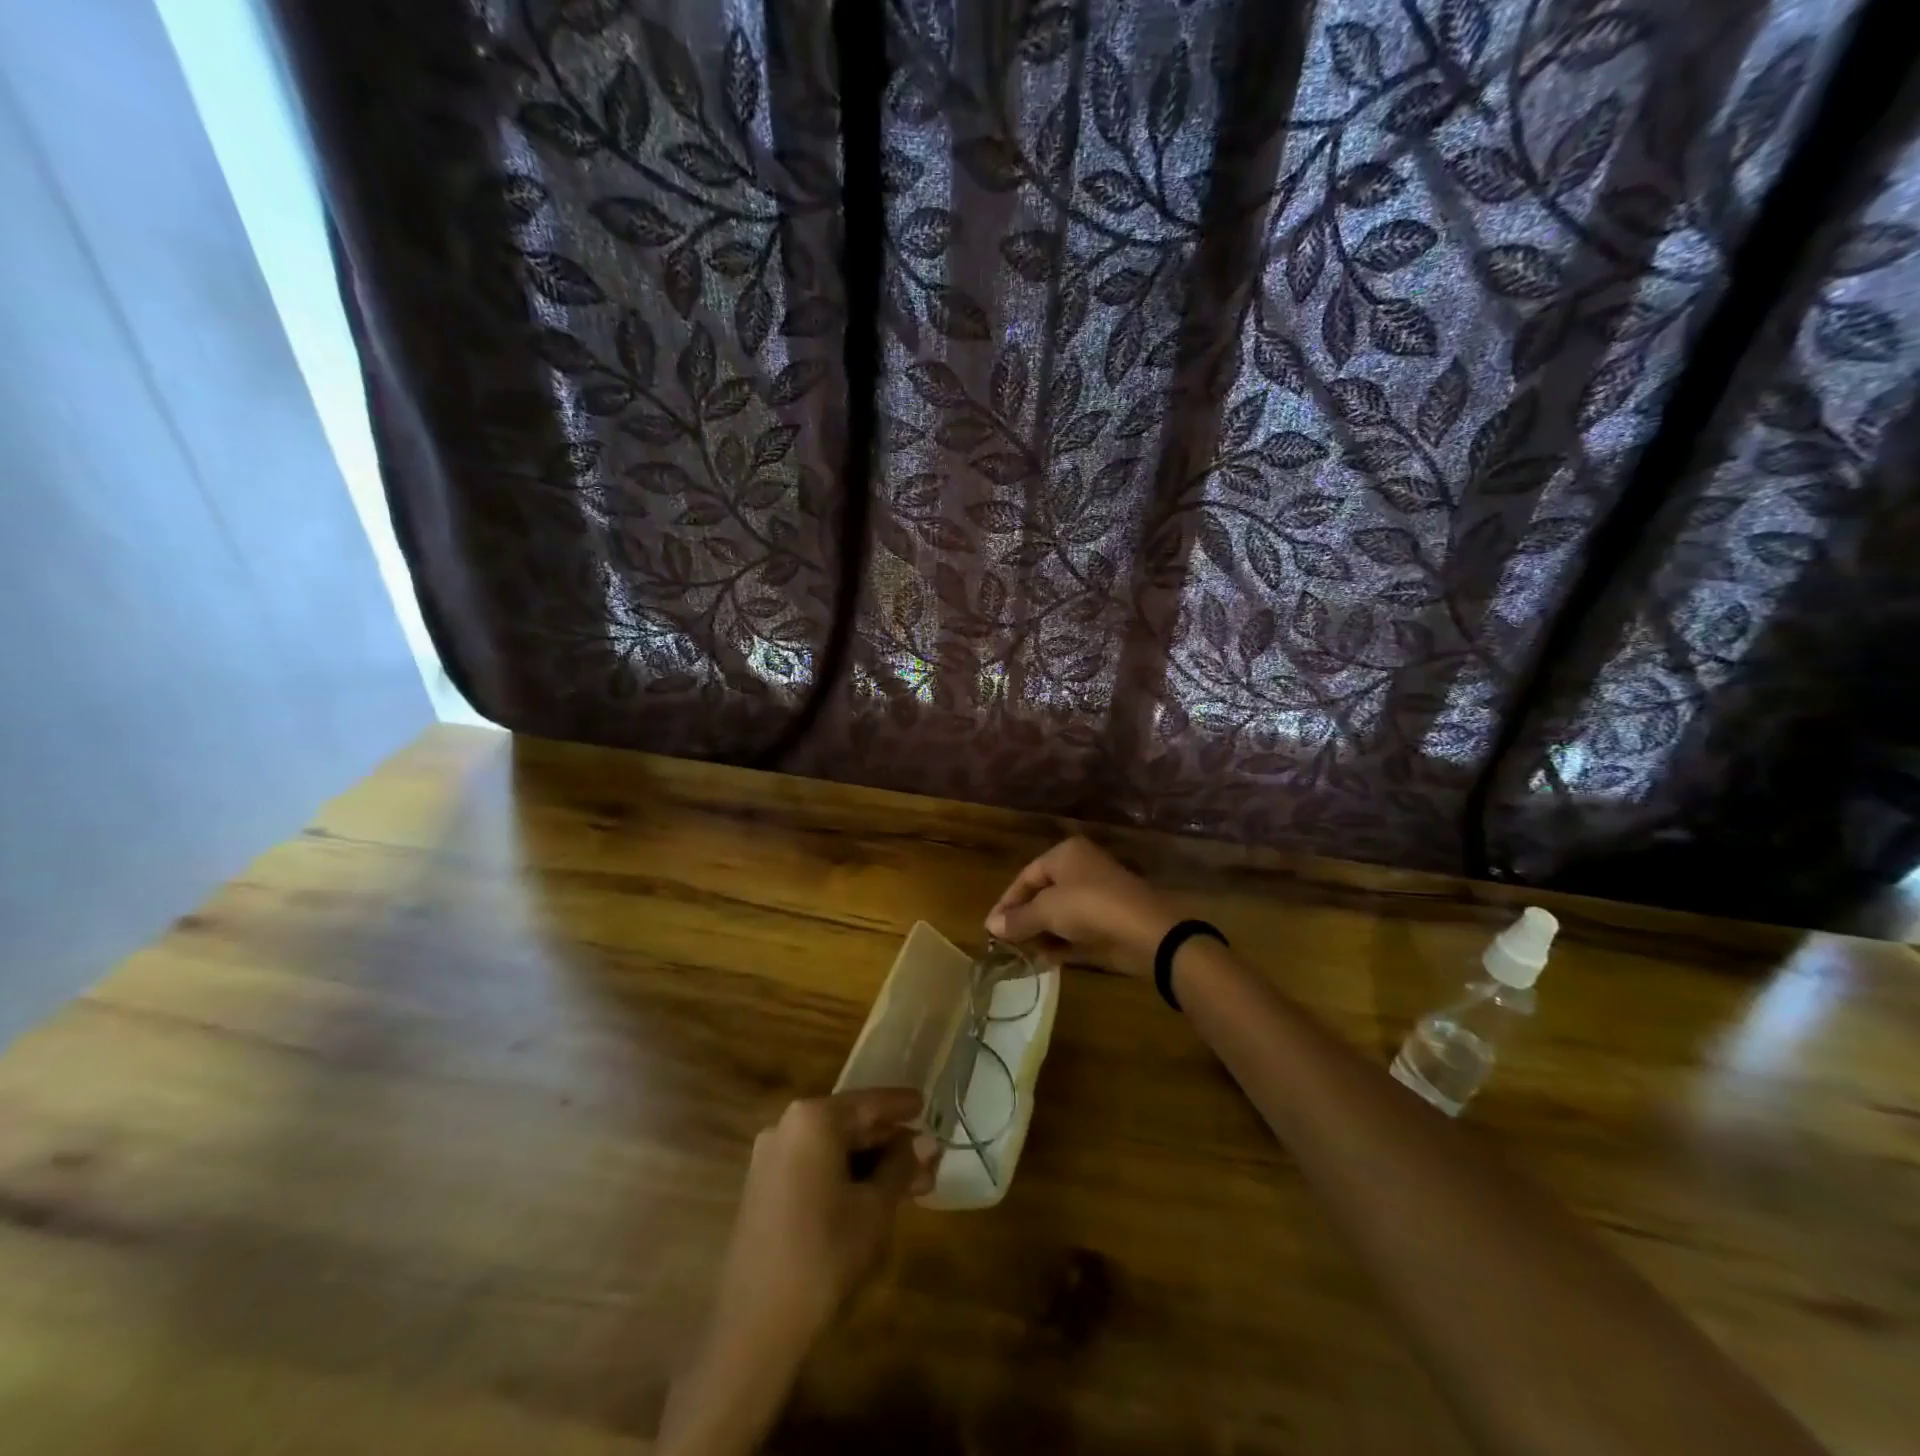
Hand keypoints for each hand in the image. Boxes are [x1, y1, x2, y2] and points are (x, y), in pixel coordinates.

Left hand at [710, 1089, 937, 1353]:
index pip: (869, 1103)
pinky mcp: (763, 1189)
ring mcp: (770, 1158)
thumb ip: (901, 1167)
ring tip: (909, 1183)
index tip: (926, 1104)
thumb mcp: (875, 1208)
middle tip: (927, 1158)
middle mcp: (786, 1126)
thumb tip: (925, 1142)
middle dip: (889, 1142)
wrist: (755, 1328)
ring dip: (870, 1163)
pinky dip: (844, 1175)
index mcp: (813, 1119)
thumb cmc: (824, 1254)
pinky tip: (872, 1196)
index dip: (901, 1106)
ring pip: (832, 1149)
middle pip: (849, 1124)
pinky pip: (813, 1167)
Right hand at [986, 836, 1177, 978]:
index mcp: (1066, 854)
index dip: (1006, 902)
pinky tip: (1044, 961)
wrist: (1147, 933)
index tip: (991, 927)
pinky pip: (1076, 932)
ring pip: (1059, 915)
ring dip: (1041, 934)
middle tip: (1004, 943)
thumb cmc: (1090, 907)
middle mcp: (1081, 870)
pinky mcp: (1108, 923)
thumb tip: (991, 926)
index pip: (1026, 876)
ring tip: (1021, 954)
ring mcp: (1097, 897)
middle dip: (1023, 919)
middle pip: (1042, 894)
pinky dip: (1061, 944)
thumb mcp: (1047, 910)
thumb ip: (1018, 918)